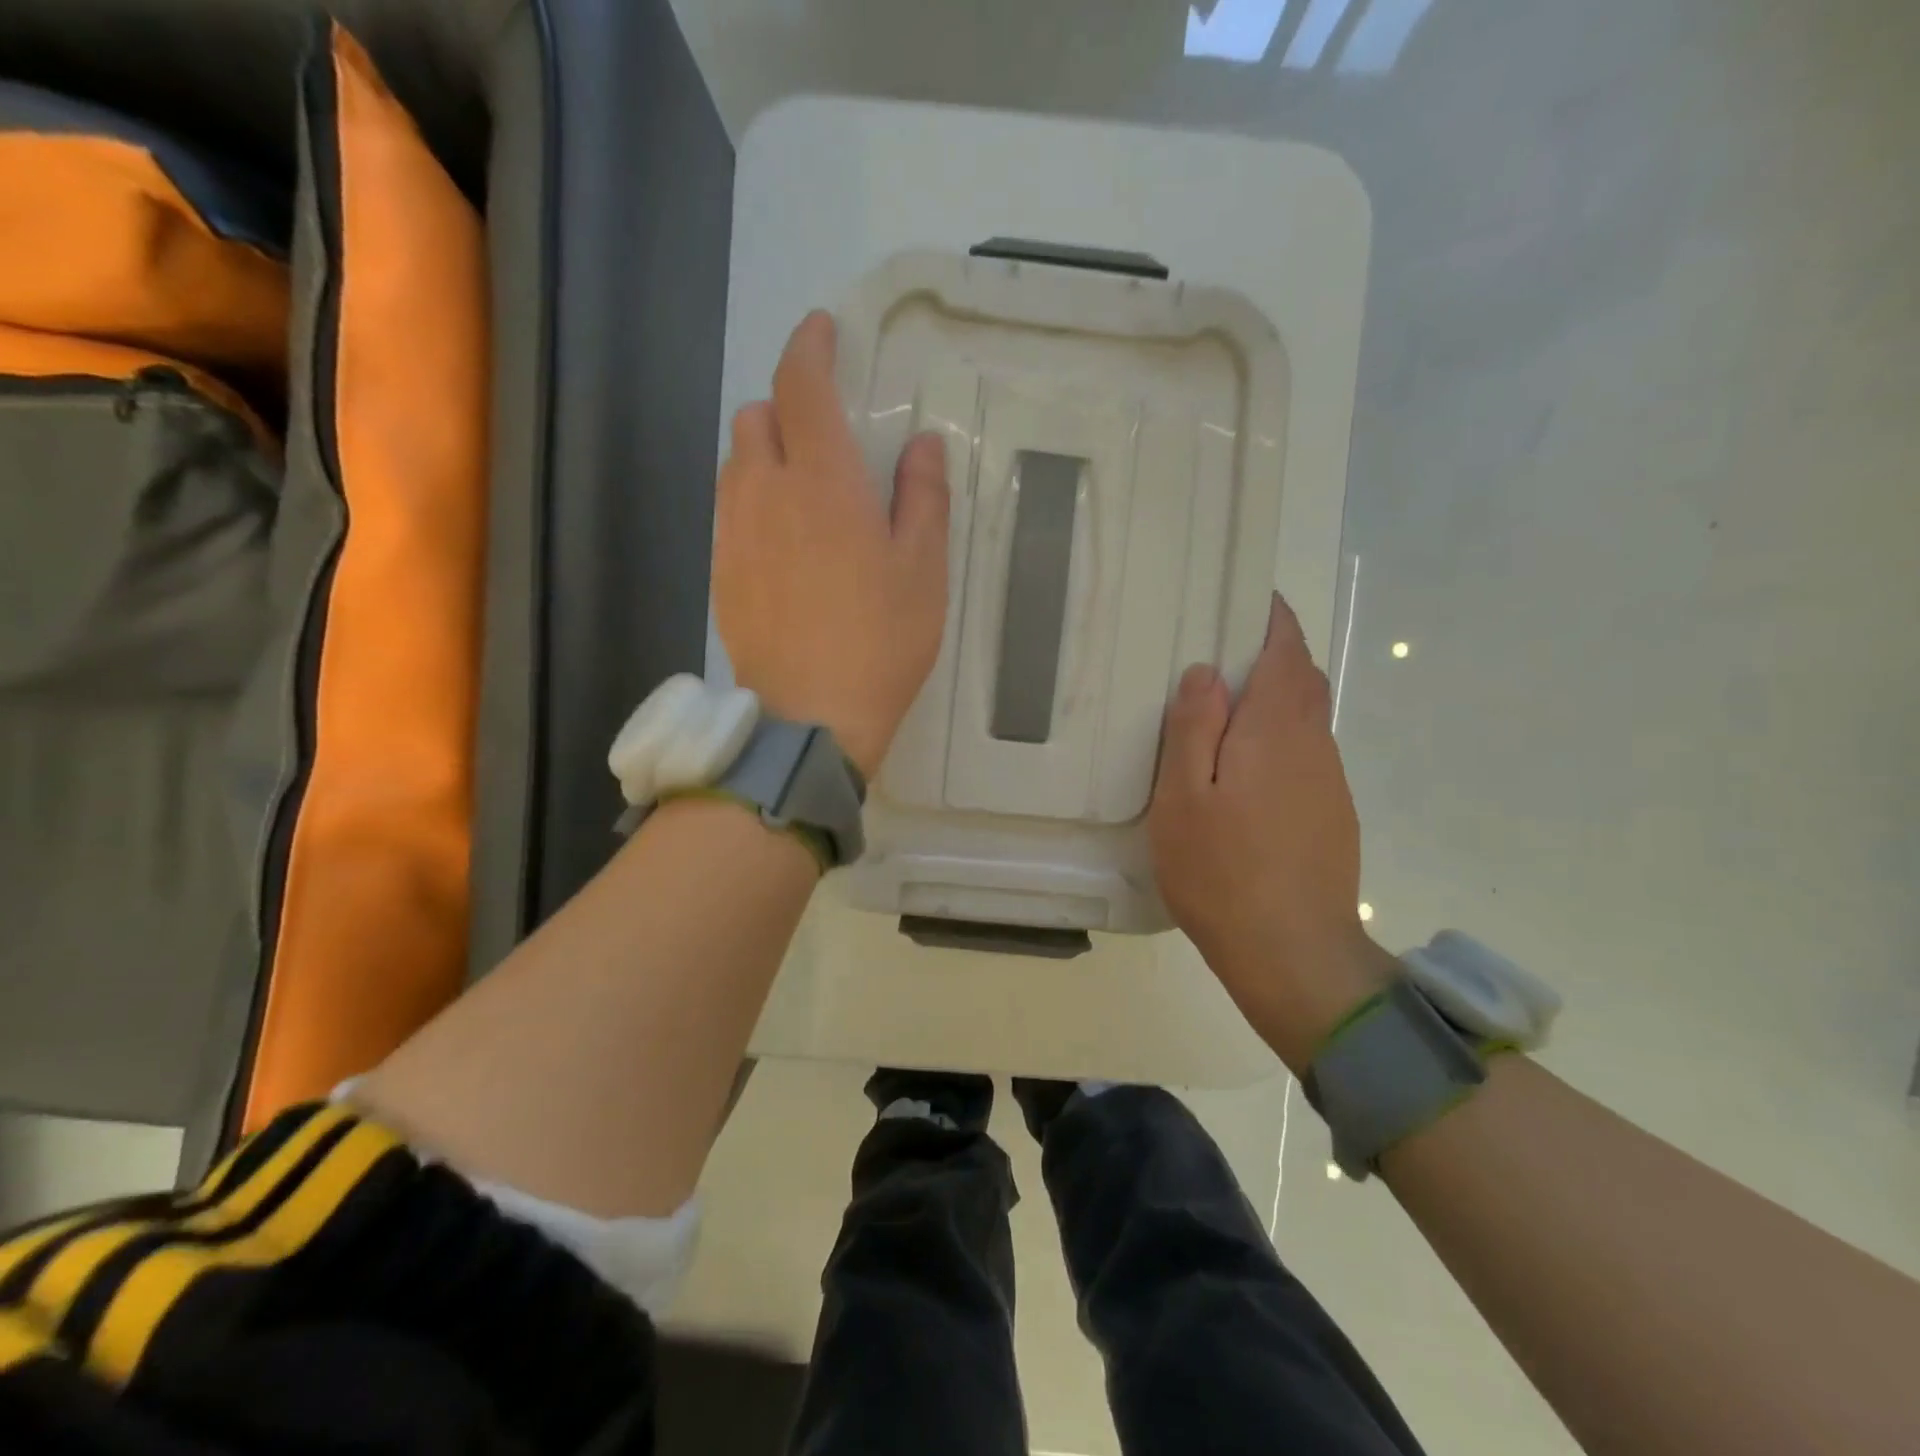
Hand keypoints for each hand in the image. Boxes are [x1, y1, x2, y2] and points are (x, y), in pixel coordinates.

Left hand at [712, 311, 950, 778]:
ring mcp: (732, 532)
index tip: (823, 332)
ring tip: (804, 491)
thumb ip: (923, 496)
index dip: (810, 347)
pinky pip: (729, 510)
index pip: (802, 384)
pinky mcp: (720, 571)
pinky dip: (752, 501)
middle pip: (756, 416)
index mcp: (822, 479)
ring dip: (765, 455)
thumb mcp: (923, 569)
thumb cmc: (880, 641)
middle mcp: (764, 491)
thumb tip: (922, 444)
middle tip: (825, 436)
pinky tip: (783, 541)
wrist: (810, 717)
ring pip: (736, 463)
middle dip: (787, 407)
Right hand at [1147, 593, 1396, 1070]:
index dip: (1271, 619)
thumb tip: (1207, 671)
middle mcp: (1314, 744)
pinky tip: (1247, 773)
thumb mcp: (1183, 798)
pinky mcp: (1333, 813)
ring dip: (1276, 699)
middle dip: (1273, 654)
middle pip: (1303, 679)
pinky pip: (1308, 754)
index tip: (1244, 601)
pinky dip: (1282, 739)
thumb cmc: (1222, 870)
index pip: (1286, 650)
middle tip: (1222, 655)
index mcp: (1276, 729)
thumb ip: (1194, 728)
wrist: (1292, 952)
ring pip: (1308, 718)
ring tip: (1225, 713)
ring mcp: (1329, 781)